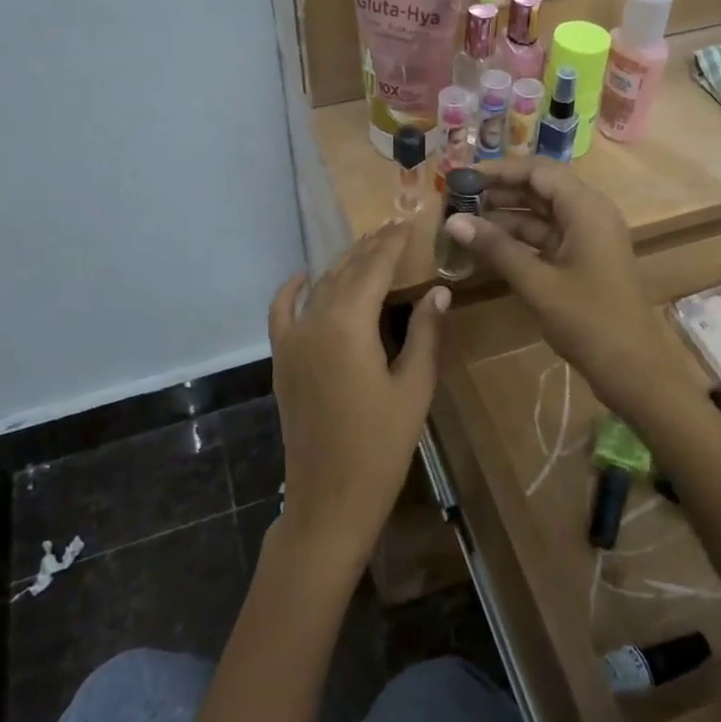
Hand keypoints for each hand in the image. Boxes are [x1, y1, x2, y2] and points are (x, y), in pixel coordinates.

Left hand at [265, 221, 447, 577]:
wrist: (329, 499)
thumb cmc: (381, 446)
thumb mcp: (414, 387)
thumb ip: (426, 333)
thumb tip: (438, 289)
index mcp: (349, 324)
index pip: (373, 268)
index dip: (391, 244)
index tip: (407, 222)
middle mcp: (315, 321)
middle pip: (345, 272)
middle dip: (369, 248)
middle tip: (392, 228)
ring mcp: (293, 340)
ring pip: (319, 287)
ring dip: (342, 264)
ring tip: (365, 247)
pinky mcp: (282, 360)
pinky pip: (282, 313)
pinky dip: (291, 290)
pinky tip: (302, 275)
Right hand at [442, 158, 694, 417]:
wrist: (634, 369)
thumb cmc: (589, 321)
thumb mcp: (537, 283)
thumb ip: (496, 248)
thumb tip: (453, 220)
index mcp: (586, 208)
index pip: (537, 171)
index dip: (498, 169)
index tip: (461, 176)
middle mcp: (589, 213)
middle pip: (540, 187)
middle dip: (500, 189)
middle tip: (457, 197)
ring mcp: (588, 237)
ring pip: (542, 213)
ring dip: (506, 214)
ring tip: (465, 218)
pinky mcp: (583, 259)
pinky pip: (547, 236)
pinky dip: (519, 237)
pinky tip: (488, 244)